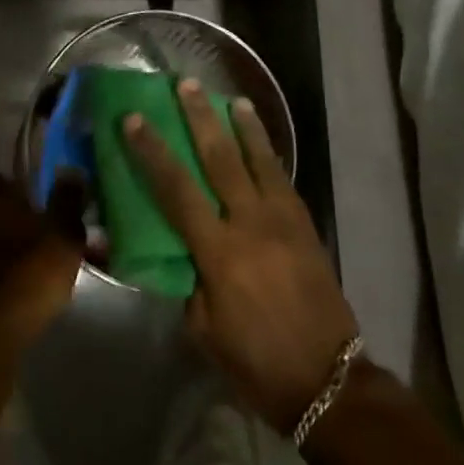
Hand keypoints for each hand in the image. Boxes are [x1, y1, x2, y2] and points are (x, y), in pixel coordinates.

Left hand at [0, 171, 85, 353]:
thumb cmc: (29, 278)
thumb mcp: (63, 237)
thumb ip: (67, 203)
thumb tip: (70, 171)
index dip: (4, 184)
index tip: (21, 192)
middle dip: (8, 225)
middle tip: (38, 241)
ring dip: (1, 255)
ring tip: (31, 275)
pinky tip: (15, 299)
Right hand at [125, 81, 359, 433]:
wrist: (328, 380)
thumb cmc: (256, 362)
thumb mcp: (203, 330)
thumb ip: (187, 281)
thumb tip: (177, 250)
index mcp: (219, 251)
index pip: (176, 189)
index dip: (152, 152)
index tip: (135, 120)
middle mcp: (250, 223)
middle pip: (220, 158)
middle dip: (200, 118)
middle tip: (186, 84)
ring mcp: (283, 220)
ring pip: (258, 159)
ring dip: (242, 125)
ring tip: (230, 97)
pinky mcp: (305, 225)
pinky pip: (281, 178)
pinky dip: (268, 153)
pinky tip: (260, 140)